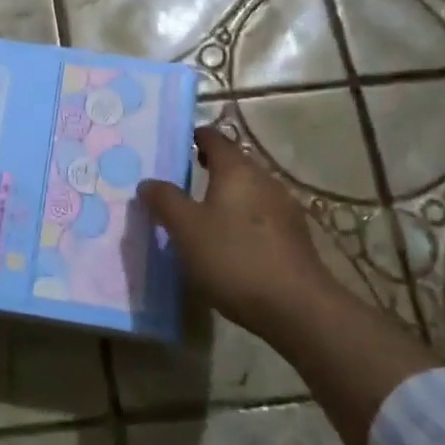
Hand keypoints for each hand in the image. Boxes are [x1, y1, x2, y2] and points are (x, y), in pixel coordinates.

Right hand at [138, 125, 350, 343]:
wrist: (296, 306)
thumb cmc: (233, 257)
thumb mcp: (186, 229)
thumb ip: (165, 201)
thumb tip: (148, 182)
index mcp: (237, 170)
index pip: (214, 139)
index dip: (196, 137)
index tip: (178, 143)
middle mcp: (265, 180)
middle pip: (234, 164)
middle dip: (210, 168)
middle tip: (183, 180)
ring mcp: (284, 208)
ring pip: (249, 191)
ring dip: (227, 196)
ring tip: (203, 214)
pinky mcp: (294, 237)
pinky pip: (261, 216)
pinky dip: (242, 219)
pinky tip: (231, 242)